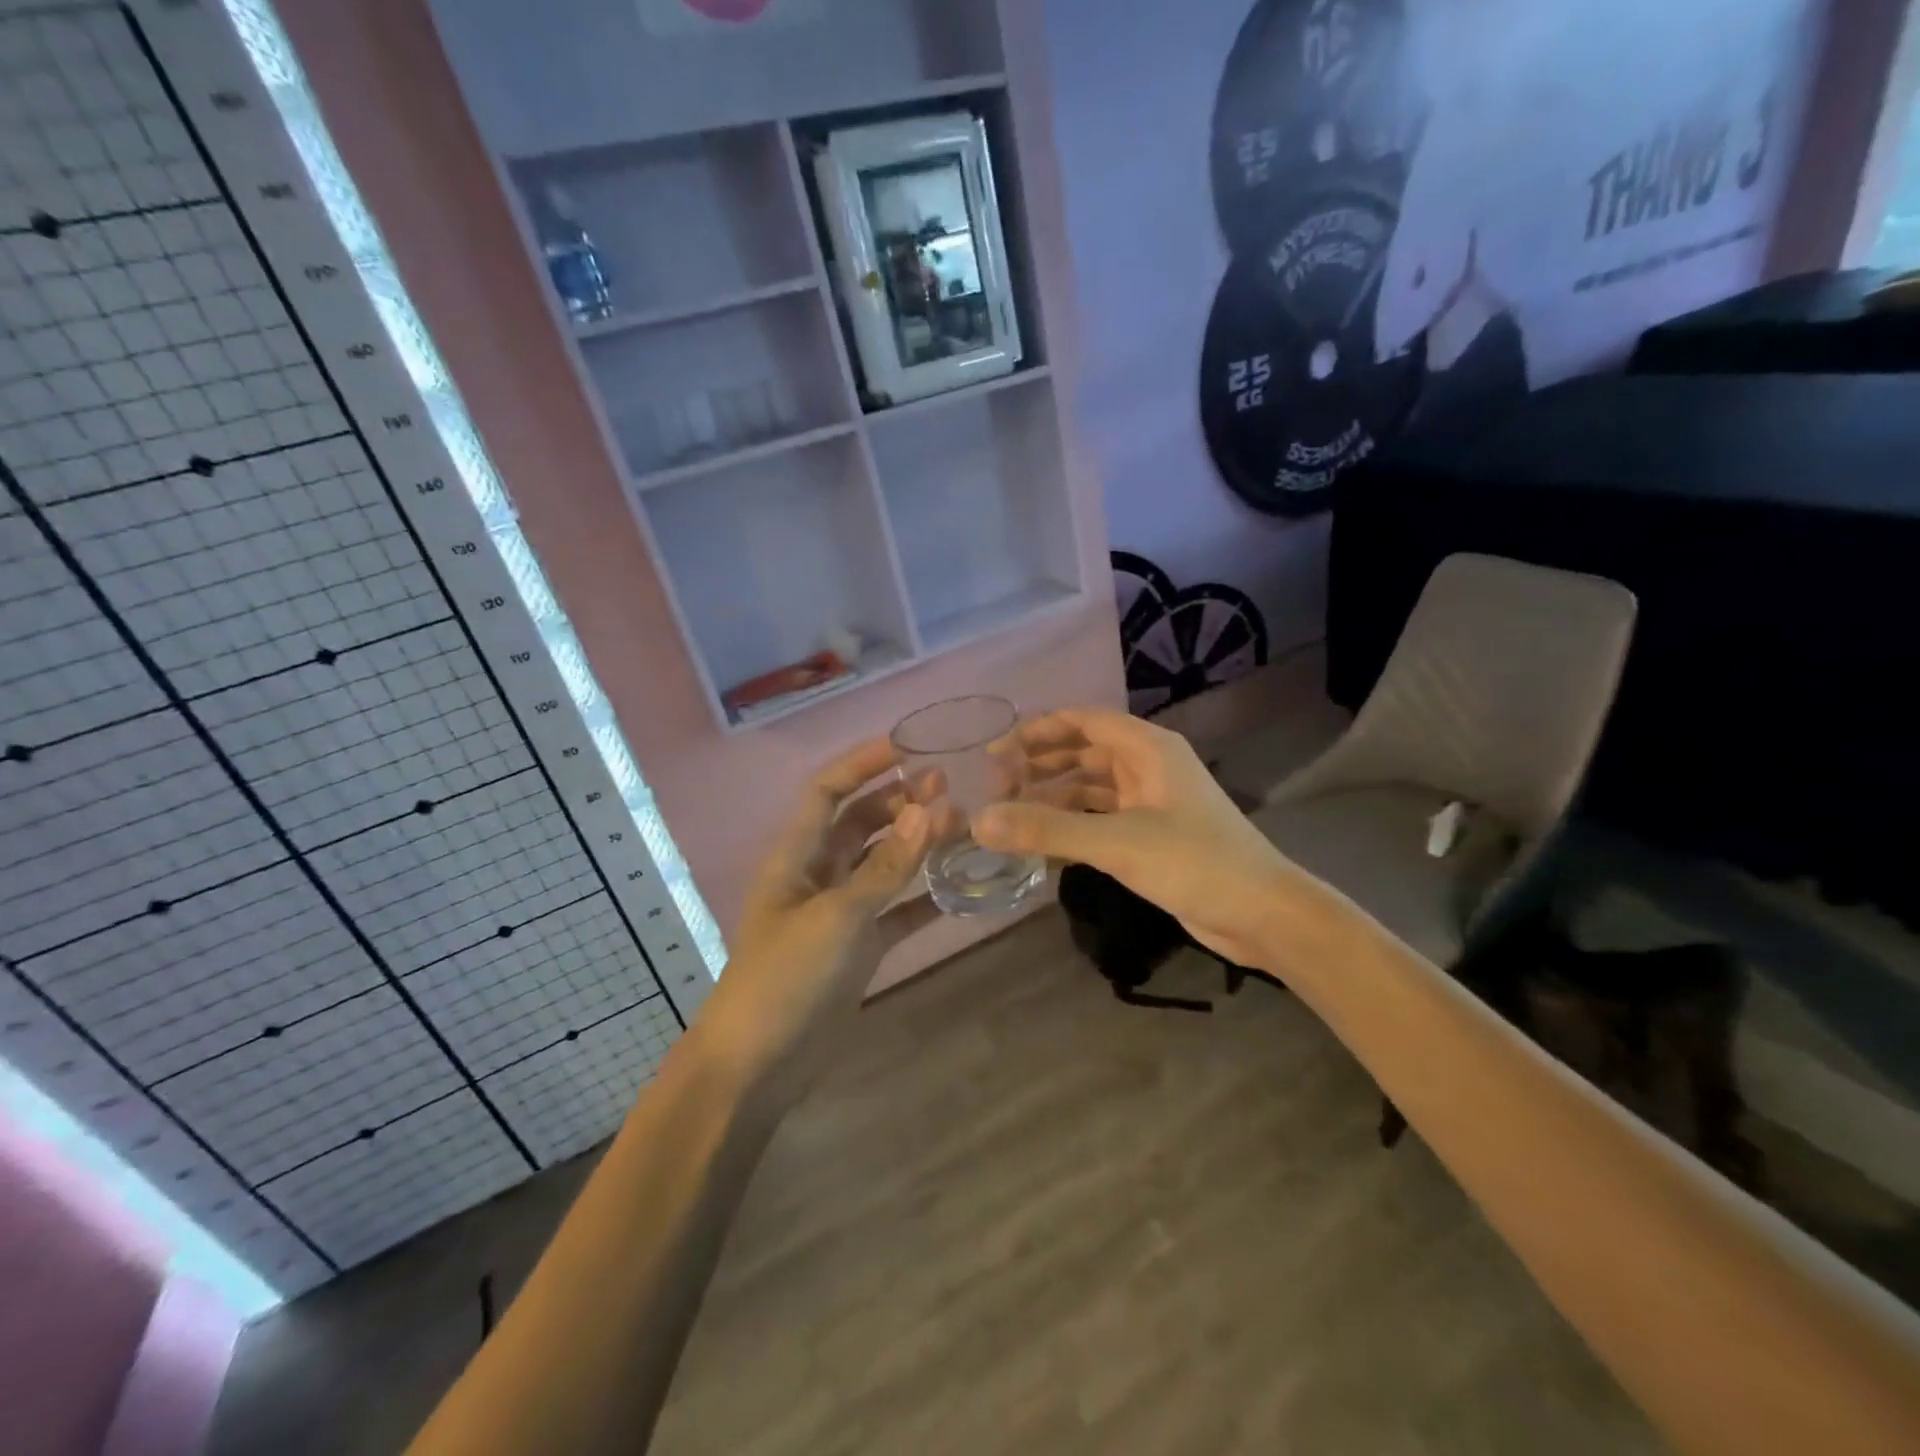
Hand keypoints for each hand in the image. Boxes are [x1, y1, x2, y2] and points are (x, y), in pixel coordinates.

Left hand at [698, 738, 938, 1099]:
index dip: (862, 763)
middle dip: (899, 800)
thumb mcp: (837, 917)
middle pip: (860, 822)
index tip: (909, 746)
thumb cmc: (785, 978)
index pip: (827, 791)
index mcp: (796, 856)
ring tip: (962, 824)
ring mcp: (840, 912)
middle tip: (950, 785)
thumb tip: (929, 809)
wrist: (758, 1066)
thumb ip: (886, 866)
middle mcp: (817, 875)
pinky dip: (924, 897)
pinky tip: (962, 887)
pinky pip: (897, 910)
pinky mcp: (859, 947)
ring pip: (883, 864)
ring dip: (917, 844)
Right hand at [975, 707, 1303, 967]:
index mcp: (1148, 748)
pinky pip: (1102, 819)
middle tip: (997, 787)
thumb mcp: (1117, 842)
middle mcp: (1149, 766)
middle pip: (1084, 751)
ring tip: (1011, 814)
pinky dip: (1073, 825)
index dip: (1038, 730)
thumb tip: (979, 820)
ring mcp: (1153, 802)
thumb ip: (1047, 829)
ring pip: (1092, 788)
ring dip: (1054, 796)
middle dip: (1041, 764)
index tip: (997, 752)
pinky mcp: (1152, 835)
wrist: (1262, 914)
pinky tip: (1043, 844)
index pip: (1083, 720)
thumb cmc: (1195, 862)